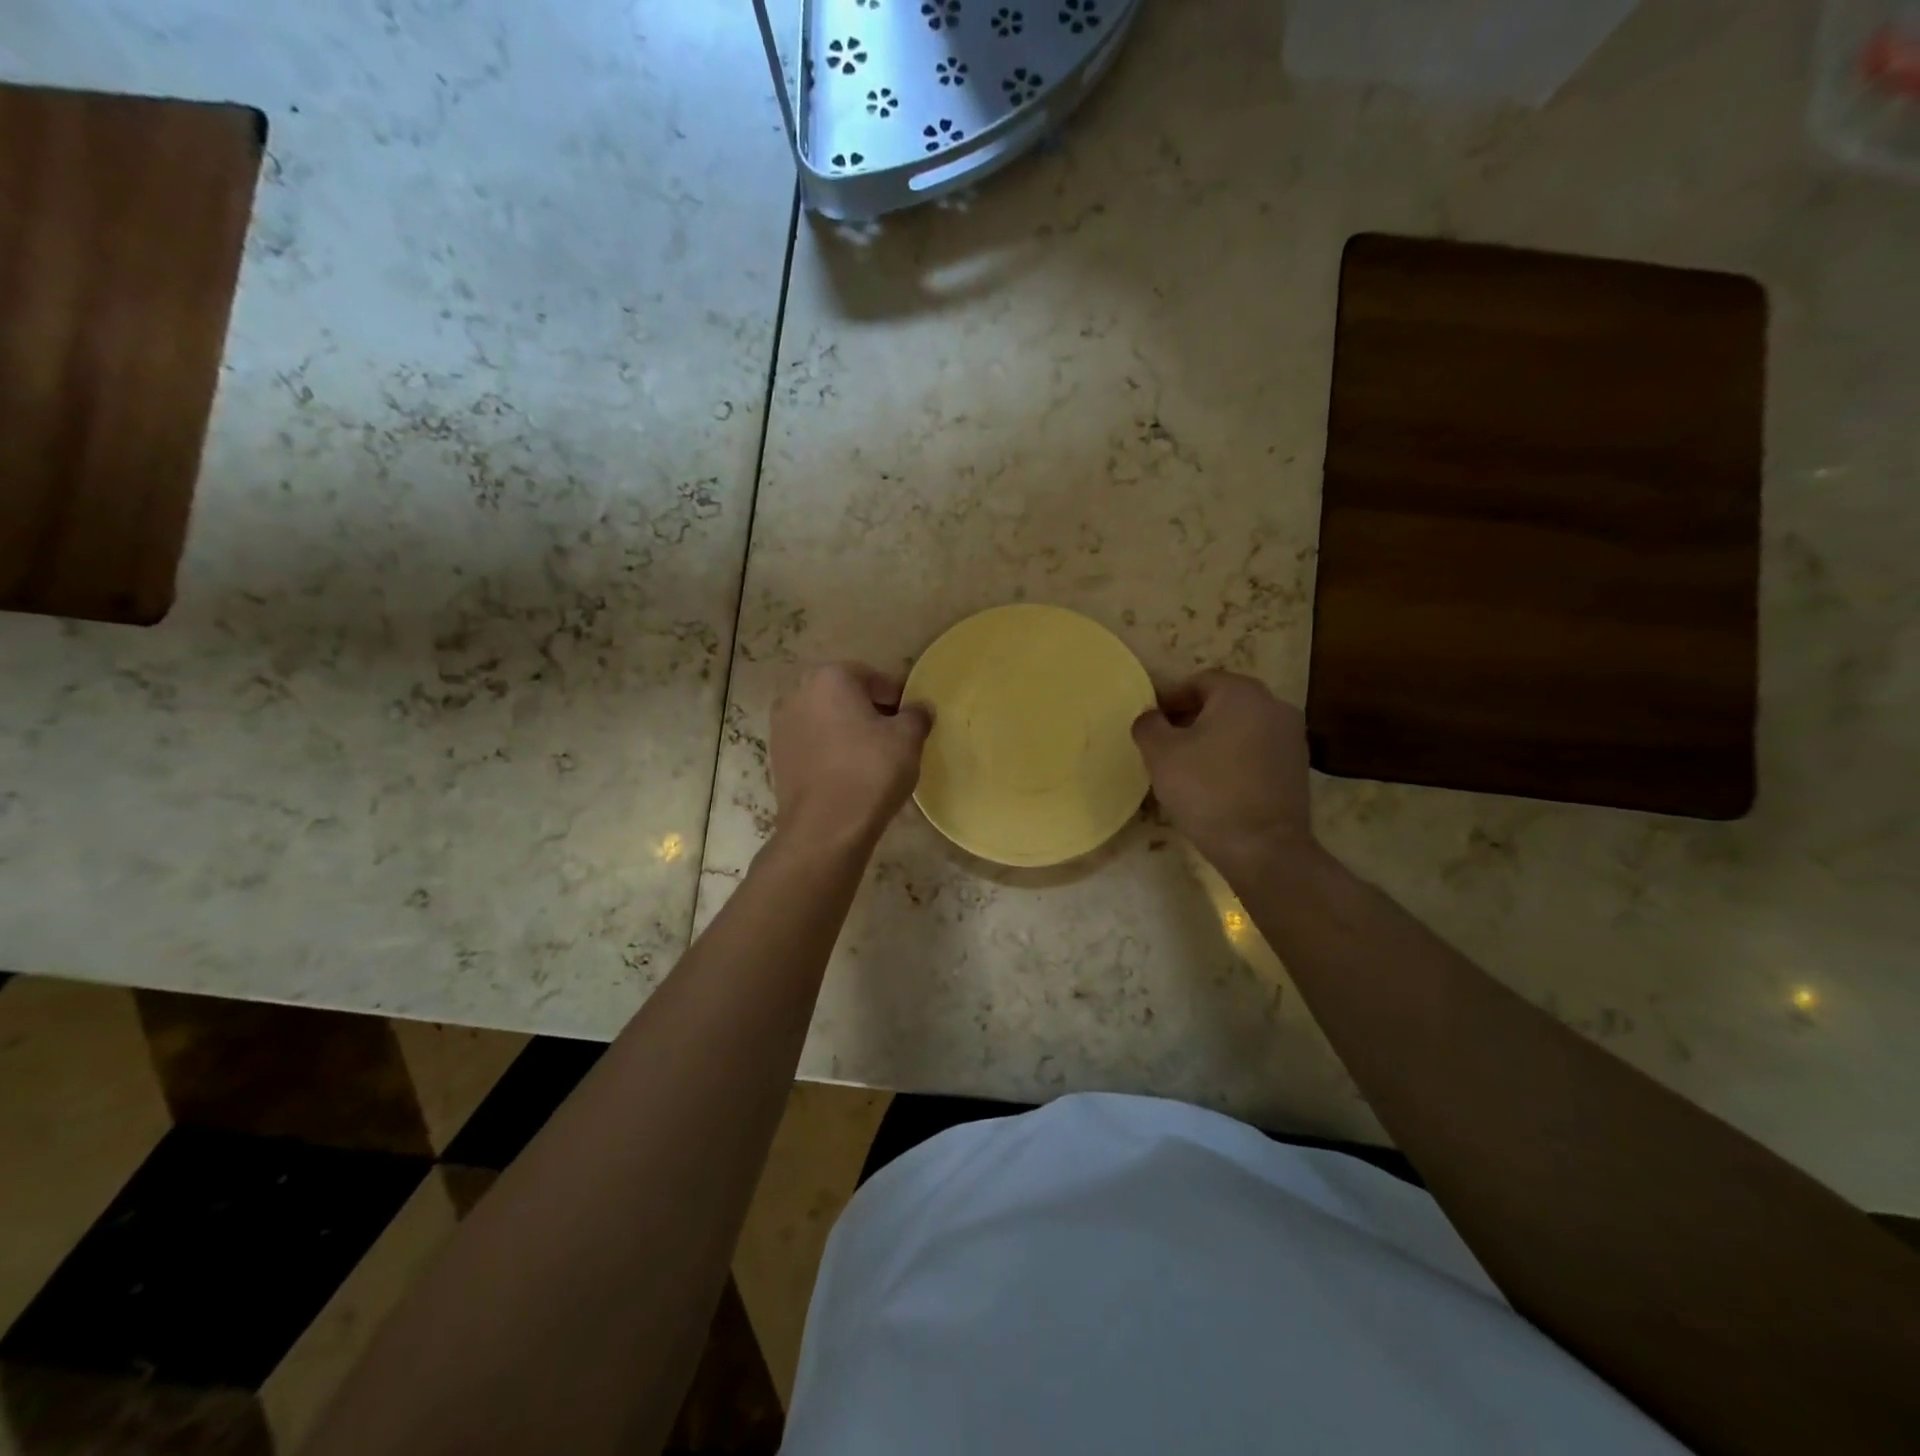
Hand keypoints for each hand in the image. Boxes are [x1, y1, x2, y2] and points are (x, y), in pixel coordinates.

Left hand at [770, 663, 930, 851]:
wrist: (825, 828)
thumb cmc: (870, 771)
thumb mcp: (907, 739)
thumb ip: (917, 715)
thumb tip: (920, 709)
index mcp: (830, 677)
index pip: (872, 678)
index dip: (897, 697)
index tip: (911, 719)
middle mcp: (798, 693)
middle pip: (844, 695)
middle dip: (869, 710)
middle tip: (893, 736)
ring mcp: (781, 725)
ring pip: (826, 719)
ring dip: (847, 730)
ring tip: (871, 756)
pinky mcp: (776, 756)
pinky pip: (812, 743)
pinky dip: (830, 750)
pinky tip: (848, 772)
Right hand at [1132, 670, 1318, 876]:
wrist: (1263, 847)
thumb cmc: (1207, 790)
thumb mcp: (1161, 754)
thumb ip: (1149, 725)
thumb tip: (1151, 718)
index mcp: (1241, 693)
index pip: (1198, 682)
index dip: (1169, 700)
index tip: (1151, 724)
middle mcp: (1273, 705)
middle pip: (1222, 702)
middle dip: (1191, 719)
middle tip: (1165, 745)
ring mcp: (1292, 737)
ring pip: (1241, 727)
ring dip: (1214, 739)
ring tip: (1189, 767)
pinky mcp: (1298, 768)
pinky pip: (1257, 751)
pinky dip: (1235, 758)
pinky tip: (1216, 784)